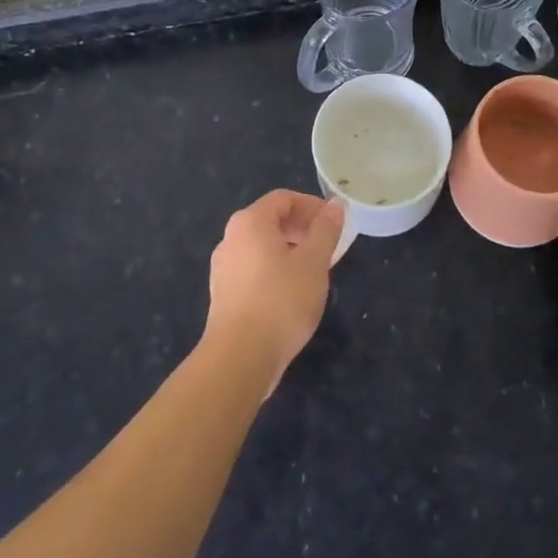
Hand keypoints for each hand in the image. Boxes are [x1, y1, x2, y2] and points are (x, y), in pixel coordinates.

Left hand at [204, 189, 343, 393]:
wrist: (239, 358)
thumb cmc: (281, 301)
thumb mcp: (314, 261)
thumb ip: (326, 230)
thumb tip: (334, 205)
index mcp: (250, 222)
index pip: (284, 198)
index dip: (312, 206)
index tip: (335, 224)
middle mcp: (231, 238)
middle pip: (271, 221)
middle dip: (302, 229)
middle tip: (328, 247)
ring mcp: (223, 268)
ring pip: (262, 247)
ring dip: (290, 251)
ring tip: (314, 272)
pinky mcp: (223, 295)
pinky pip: (254, 270)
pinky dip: (275, 271)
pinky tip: (292, 295)